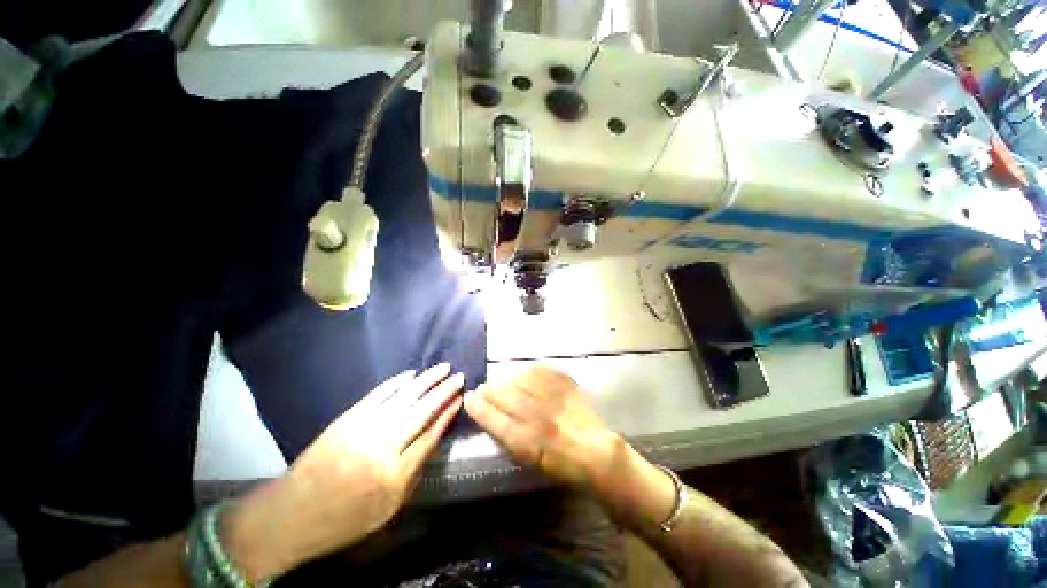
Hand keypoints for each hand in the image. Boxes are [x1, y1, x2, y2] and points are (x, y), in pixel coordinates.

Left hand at [224, 364, 463, 579]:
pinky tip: (411, 374)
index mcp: (393, 474)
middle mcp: (381, 446)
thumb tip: (433, 437)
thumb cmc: (344, 519)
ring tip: (443, 367)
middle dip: (443, 391)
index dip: (447, 414)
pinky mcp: (346, 419)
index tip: (461, 398)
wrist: (290, 515)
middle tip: (459, 376)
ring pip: (403, 397)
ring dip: (426, 380)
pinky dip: (397, 382)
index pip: (430, 435)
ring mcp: (362, 428)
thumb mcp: (387, 508)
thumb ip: (413, 471)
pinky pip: (378, 394)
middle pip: (421, 411)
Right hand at [464, 365, 623, 489]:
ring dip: (506, 380)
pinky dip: (527, 372)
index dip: (478, 407)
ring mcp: (552, 397)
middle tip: (483, 389)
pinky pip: (539, 371)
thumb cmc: (559, 463)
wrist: (595, 451)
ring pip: (519, 379)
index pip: (493, 419)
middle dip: (488, 390)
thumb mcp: (528, 460)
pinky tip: (524, 376)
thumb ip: (507, 436)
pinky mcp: (565, 384)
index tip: (469, 398)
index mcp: (527, 442)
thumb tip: (489, 414)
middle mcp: (537, 416)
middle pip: (504, 395)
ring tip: (502, 383)